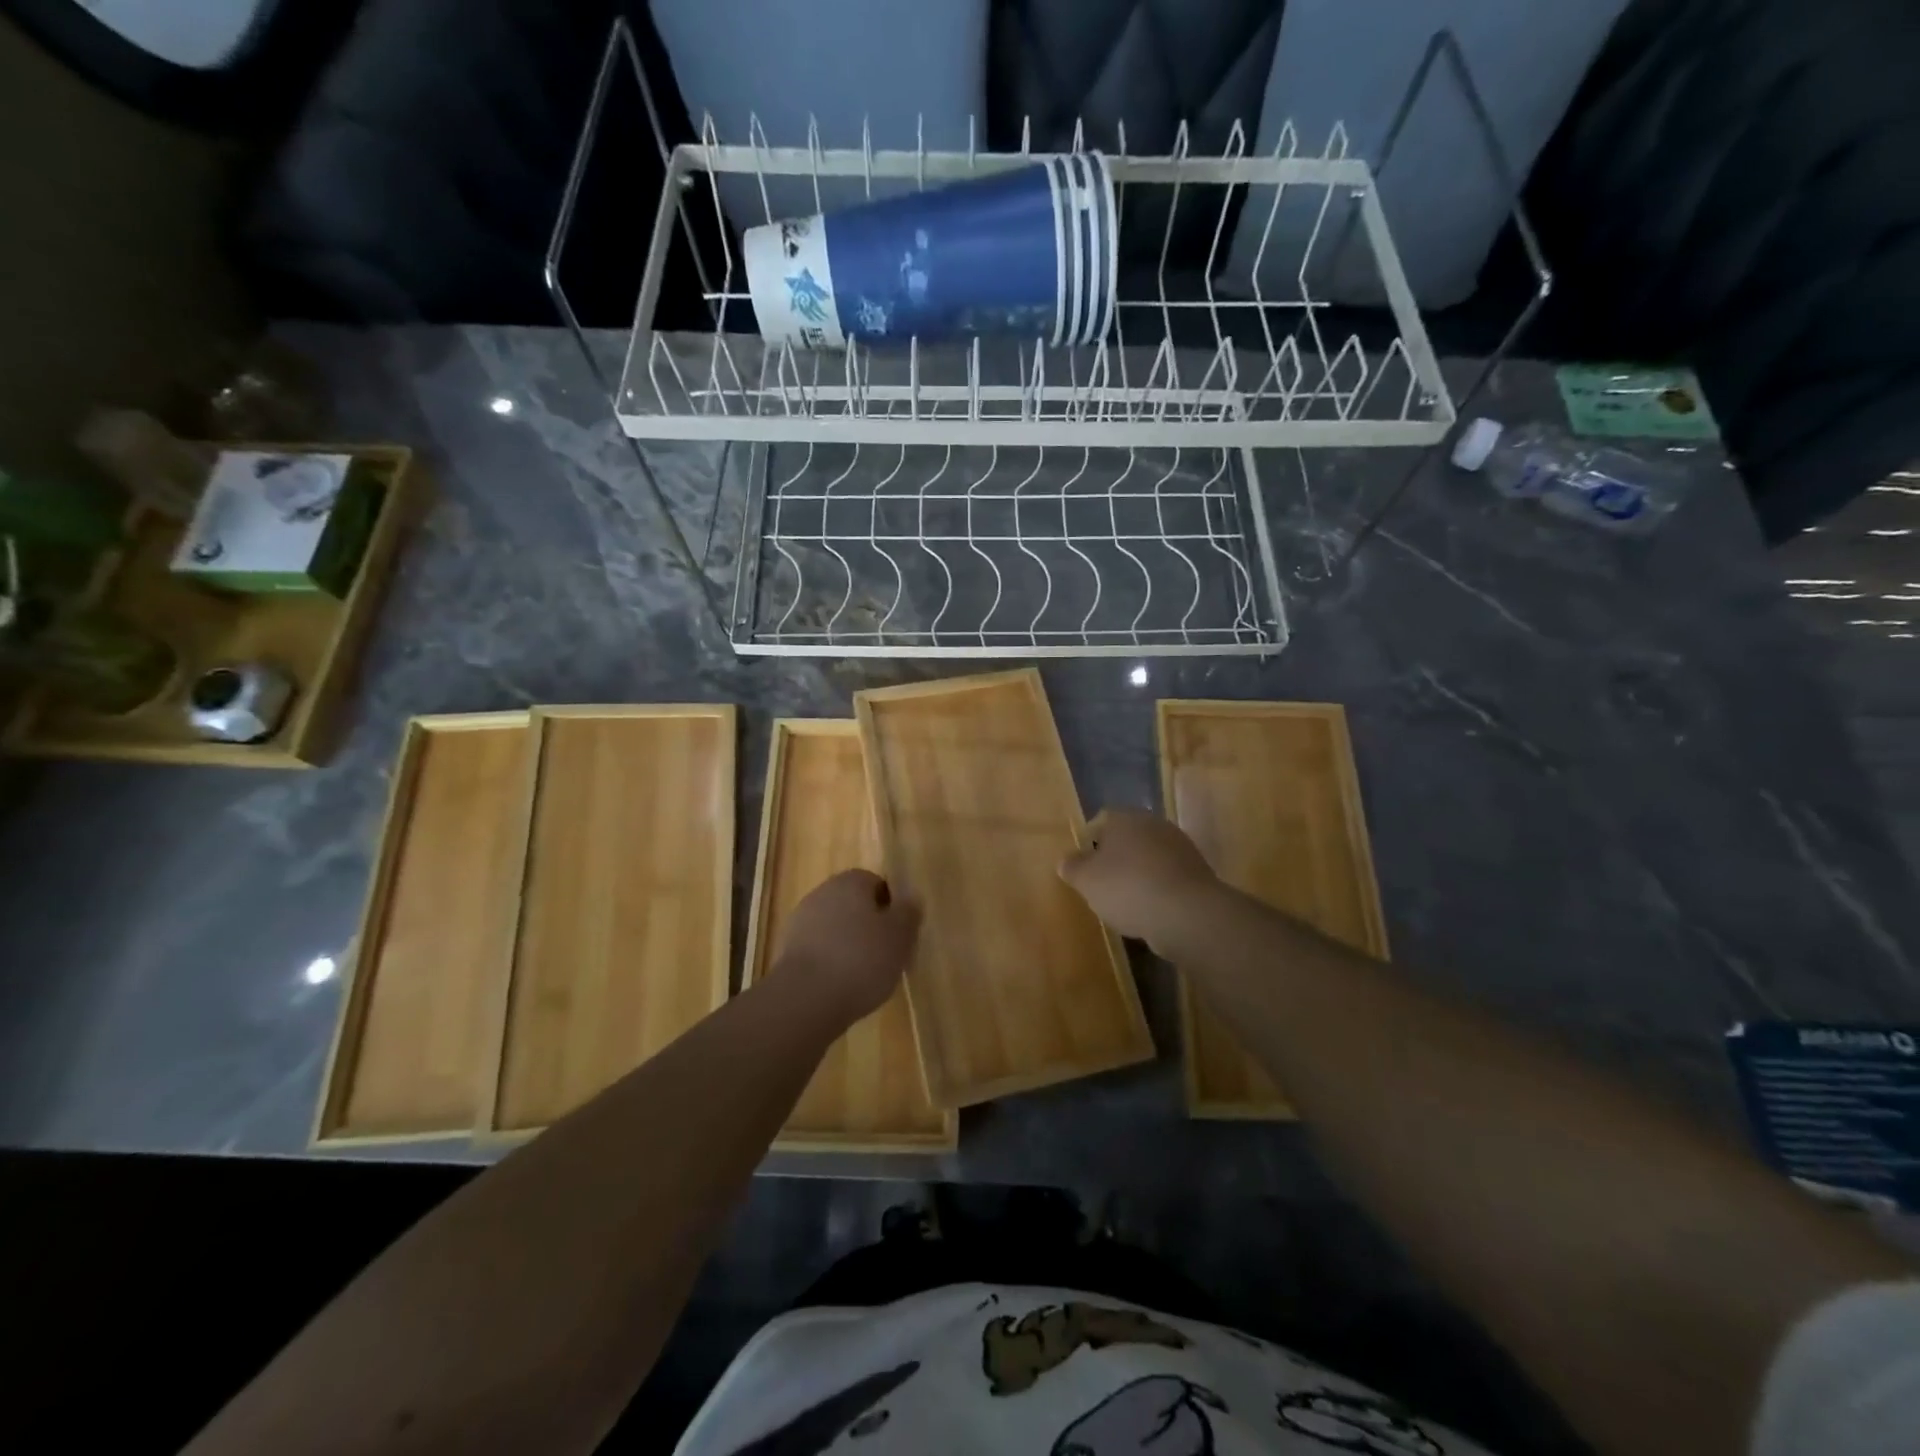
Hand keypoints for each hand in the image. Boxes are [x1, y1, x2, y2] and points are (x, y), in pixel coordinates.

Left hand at [774, 869, 921, 1024]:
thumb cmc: (861, 959)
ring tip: (865, 976)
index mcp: (850, 882)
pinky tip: (841, 986)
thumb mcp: (900, 936)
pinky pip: (819, 950)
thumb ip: (908, 913)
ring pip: (835, 928)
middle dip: (869, 926)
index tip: (900, 933)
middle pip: (854, 905)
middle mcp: (822, 893)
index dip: (891, 907)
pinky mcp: (788, 951)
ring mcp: (801, 922)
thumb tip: (910, 897)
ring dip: (849, 945)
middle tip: (887, 955)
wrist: (805, 999)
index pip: (876, 883)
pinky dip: (831, 963)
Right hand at [1058, 808, 1222, 953]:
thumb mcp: (1086, 880)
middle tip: (1101, 885)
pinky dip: (1157, 890)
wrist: (1187, 914)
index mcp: (1125, 818)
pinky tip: (1149, 912)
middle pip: (1127, 838)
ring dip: (1137, 875)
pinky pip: (1167, 878)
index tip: (1082, 867)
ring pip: (1148, 858)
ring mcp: (1180, 847)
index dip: (1088, 842)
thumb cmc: (1128, 888)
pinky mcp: (1197, 873)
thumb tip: (1066, 860)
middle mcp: (1154, 824)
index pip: (1100, 821)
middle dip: (1114, 859)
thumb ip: (1072, 867)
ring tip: (1125, 903)